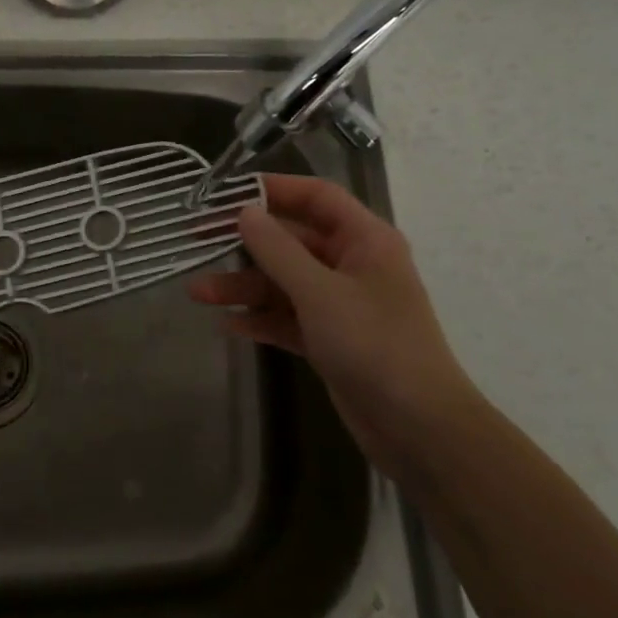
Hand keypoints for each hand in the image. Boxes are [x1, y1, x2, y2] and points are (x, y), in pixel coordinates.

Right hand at [189, 173, 480, 478]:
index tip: (227, 191)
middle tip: (198, 239)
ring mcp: (342, 304)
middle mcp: (353, 265)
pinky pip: (289, 317)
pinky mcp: (331, 339)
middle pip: (292, 240)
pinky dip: (261, 318)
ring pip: (284, 282)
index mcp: (365, 240)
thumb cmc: (375, 345)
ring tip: (198, 293)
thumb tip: (244, 212)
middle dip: (245, 244)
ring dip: (244, 286)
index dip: (273, 188)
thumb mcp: (320, 293)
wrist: (419, 429)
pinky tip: (229, 325)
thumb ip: (278, 250)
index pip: (316, 197)